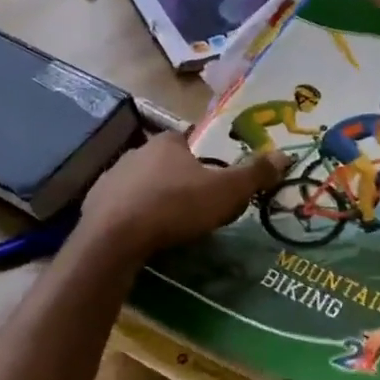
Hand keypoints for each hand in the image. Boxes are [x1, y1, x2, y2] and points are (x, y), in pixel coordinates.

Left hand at [82, 133, 286, 258]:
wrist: (115, 236)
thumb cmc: (176, 206)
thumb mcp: (226, 191)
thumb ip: (255, 174)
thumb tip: (285, 155)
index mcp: (168, 142)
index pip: (190, 142)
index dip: (203, 161)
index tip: (212, 183)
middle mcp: (136, 151)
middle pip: (164, 163)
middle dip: (178, 180)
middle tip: (194, 207)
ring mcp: (111, 176)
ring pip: (140, 184)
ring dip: (153, 198)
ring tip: (168, 225)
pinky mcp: (93, 203)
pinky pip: (119, 207)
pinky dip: (130, 217)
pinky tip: (140, 236)